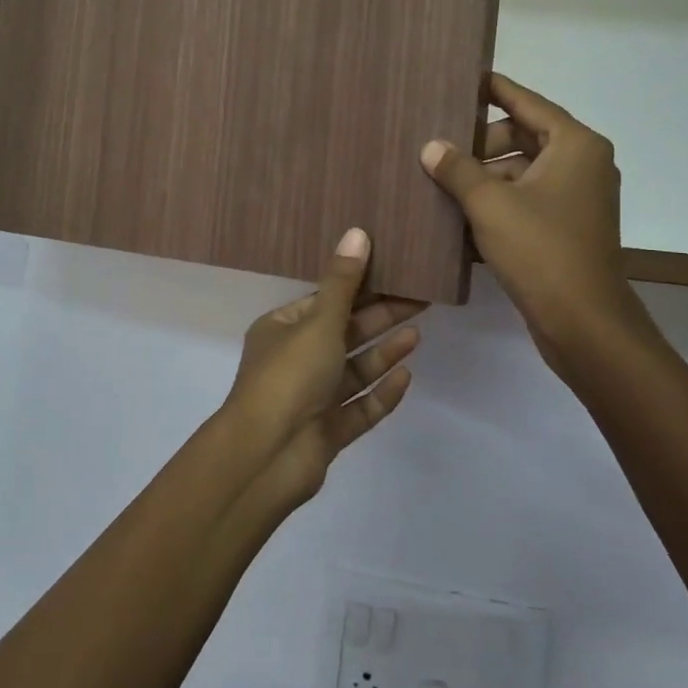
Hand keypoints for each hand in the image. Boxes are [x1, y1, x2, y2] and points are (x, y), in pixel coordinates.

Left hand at [218, 228, 423, 507]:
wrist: (267, 456)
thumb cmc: (289, 376)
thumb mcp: (318, 322)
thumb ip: (343, 283)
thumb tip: (358, 232)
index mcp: (282, 330)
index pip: (325, 302)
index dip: (359, 287)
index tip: (394, 272)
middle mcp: (295, 361)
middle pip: (344, 334)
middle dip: (380, 318)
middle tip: (420, 298)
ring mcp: (312, 400)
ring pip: (354, 372)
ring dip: (383, 353)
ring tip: (417, 334)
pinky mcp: (328, 432)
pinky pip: (359, 408)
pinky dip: (381, 393)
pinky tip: (407, 378)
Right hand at [420, 73, 655, 369]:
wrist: (583, 322)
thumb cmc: (540, 250)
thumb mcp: (489, 204)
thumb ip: (457, 169)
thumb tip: (431, 146)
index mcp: (574, 145)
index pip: (527, 102)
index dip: (494, 89)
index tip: (464, 78)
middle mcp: (582, 164)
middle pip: (523, 137)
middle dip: (480, 144)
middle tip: (438, 146)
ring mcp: (576, 199)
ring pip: (521, 173)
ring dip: (484, 178)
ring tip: (439, 183)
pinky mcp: (566, 229)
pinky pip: (525, 202)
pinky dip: (496, 204)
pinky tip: (457, 215)